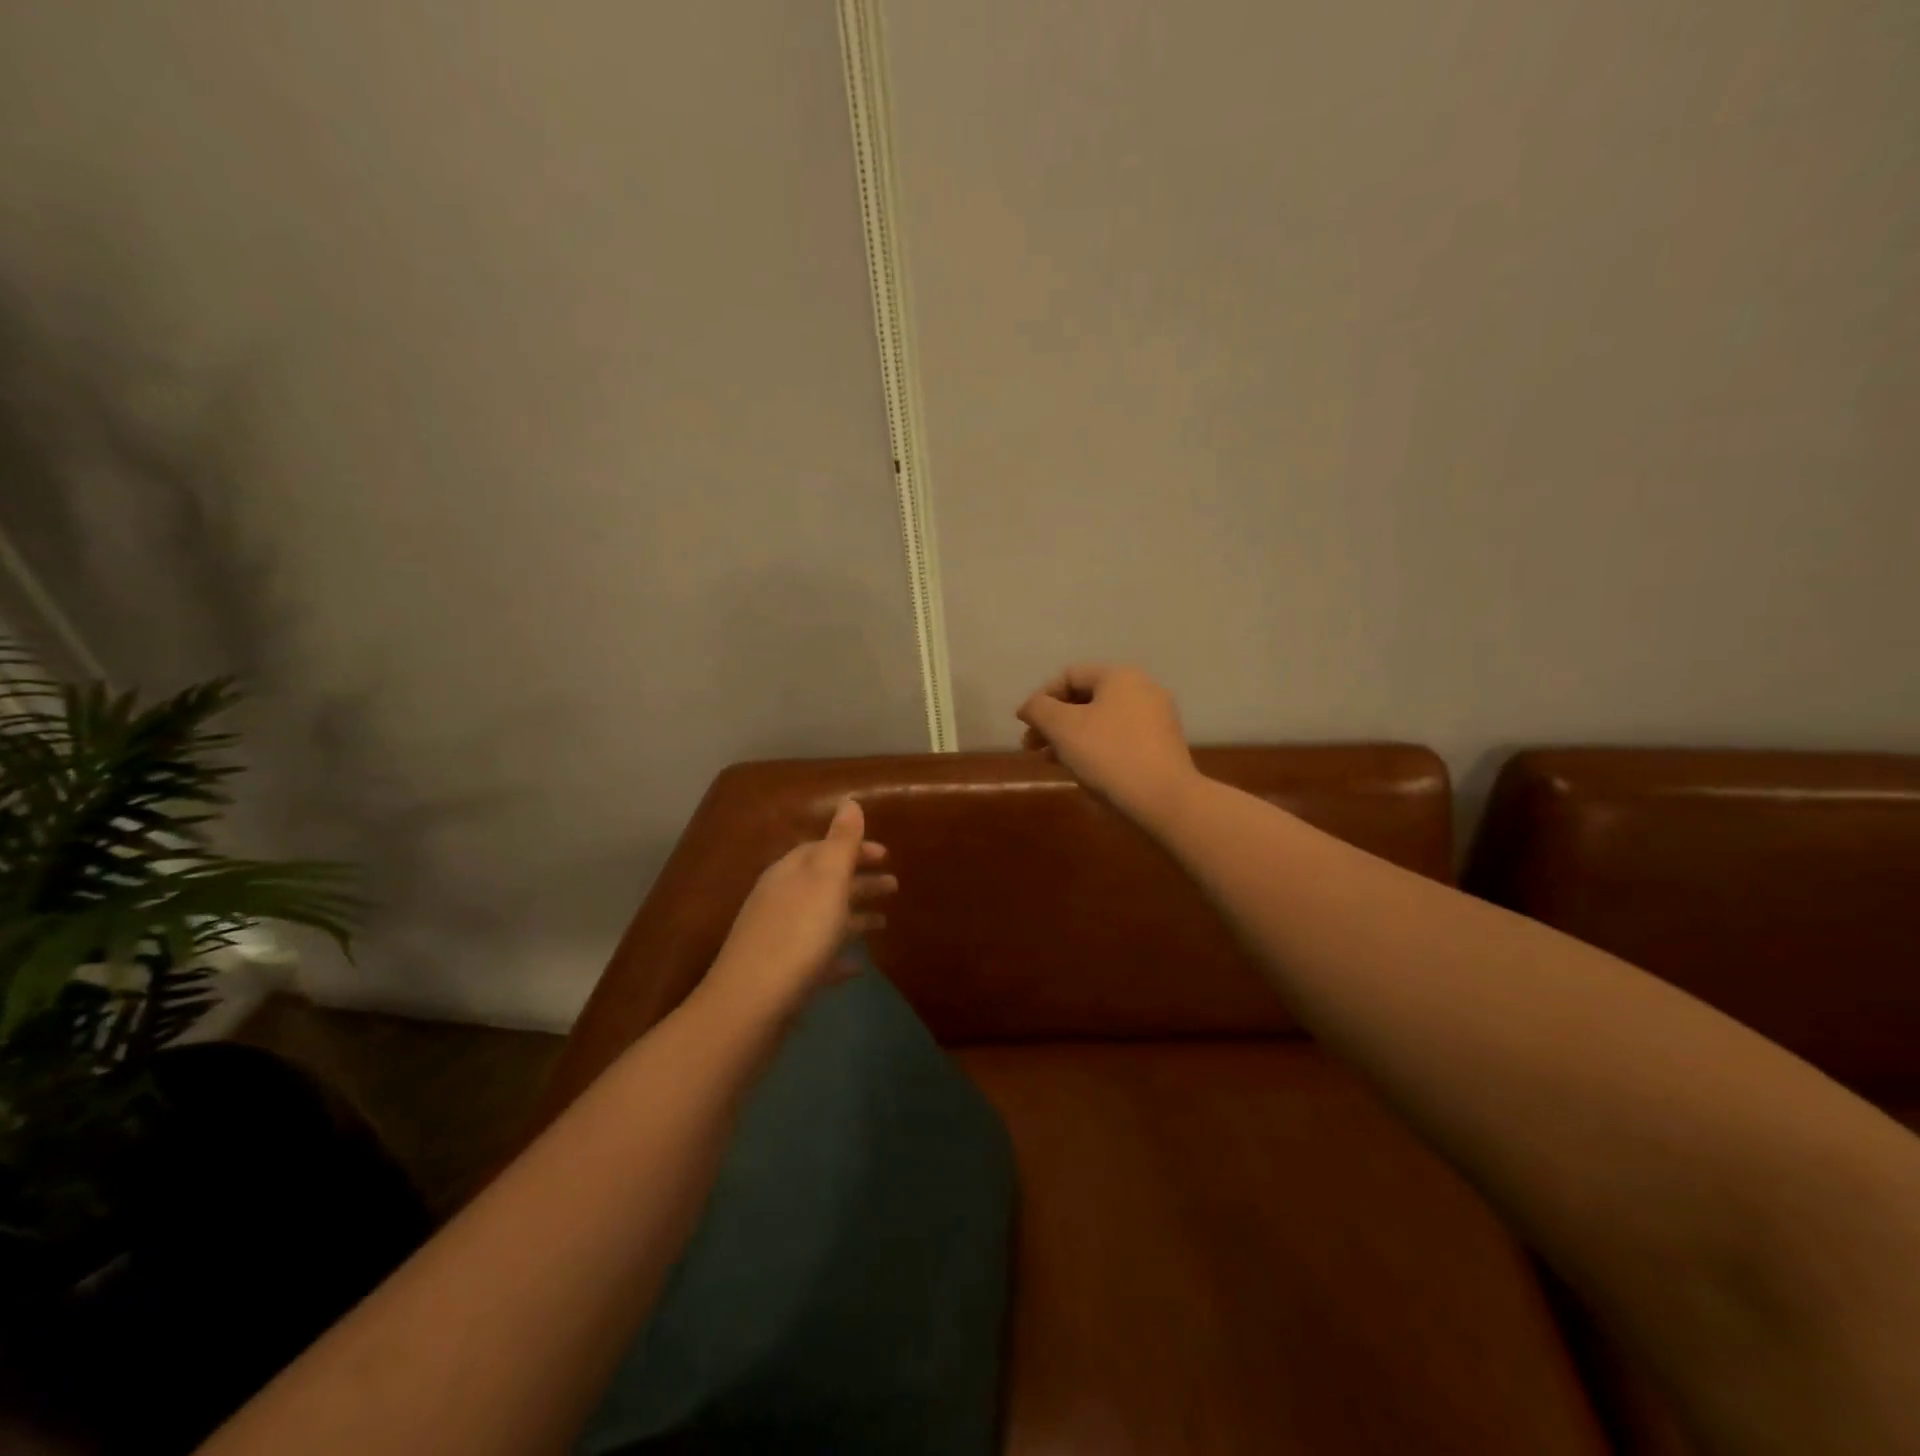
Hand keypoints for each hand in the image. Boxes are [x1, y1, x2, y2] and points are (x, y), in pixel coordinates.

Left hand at [704, 798, 894, 1020]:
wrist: (751, 1005)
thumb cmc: (798, 934)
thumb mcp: (826, 880)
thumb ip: (841, 841)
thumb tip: (849, 801)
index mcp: (790, 873)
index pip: (824, 849)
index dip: (856, 849)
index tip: (887, 855)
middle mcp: (781, 900)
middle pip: (825, 883)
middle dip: (859, 881)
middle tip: (894, 886)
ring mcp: (779, 939)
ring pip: (823, 919)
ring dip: (853, 916)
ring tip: (884, 923)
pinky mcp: (782, 975)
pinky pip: (816, 957)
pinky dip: (838, 956)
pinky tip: (856, 967)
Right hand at [1016, 664, 1199, 827]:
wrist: (1164, 800)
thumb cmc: (1108, 755)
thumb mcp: (1062, 728)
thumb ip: (1039, 709)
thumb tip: (1029, 707)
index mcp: (1120, 677)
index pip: (1069, 676)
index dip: (1041, 699)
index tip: (1024, 726)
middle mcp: (1142, 690)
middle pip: (1086, 699)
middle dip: (1054, 722)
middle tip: (1032, 747)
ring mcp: (1156, 719)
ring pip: (1101, 721)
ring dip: (1071, 737)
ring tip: (1051, 761)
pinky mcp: (1162, 747)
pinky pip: (1119, 739)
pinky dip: (1095, 748)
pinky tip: (1081, 770)